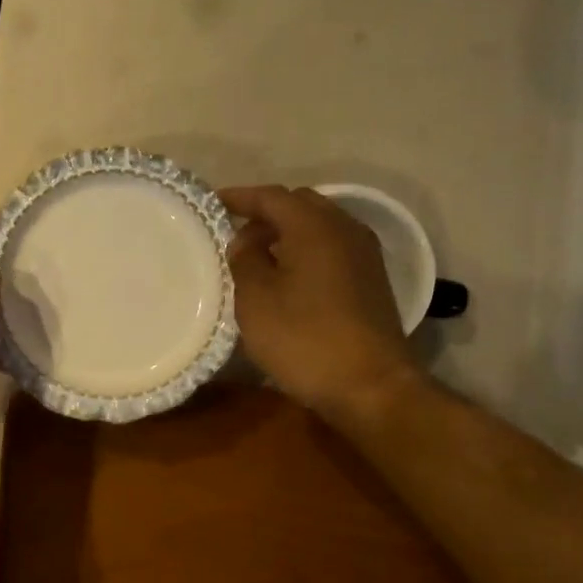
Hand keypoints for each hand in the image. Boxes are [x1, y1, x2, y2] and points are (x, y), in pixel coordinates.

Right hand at [221, 186, 420, 419]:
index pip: (271, 196)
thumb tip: (246, 240)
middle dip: (265, 214)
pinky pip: (331, 248)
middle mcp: (344, 229)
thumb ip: (245, 260)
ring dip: (286, 234)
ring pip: (318, 227)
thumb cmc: (304, 339)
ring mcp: (363, 254)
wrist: (370, 385)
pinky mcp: (370, 279)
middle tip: (234, 236)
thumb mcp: (256, 299)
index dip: (239, 197)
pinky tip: (286, 277)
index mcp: (314, 226)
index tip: (211, 204)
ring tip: (256, 258)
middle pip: (299, 205)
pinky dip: (305, 250)